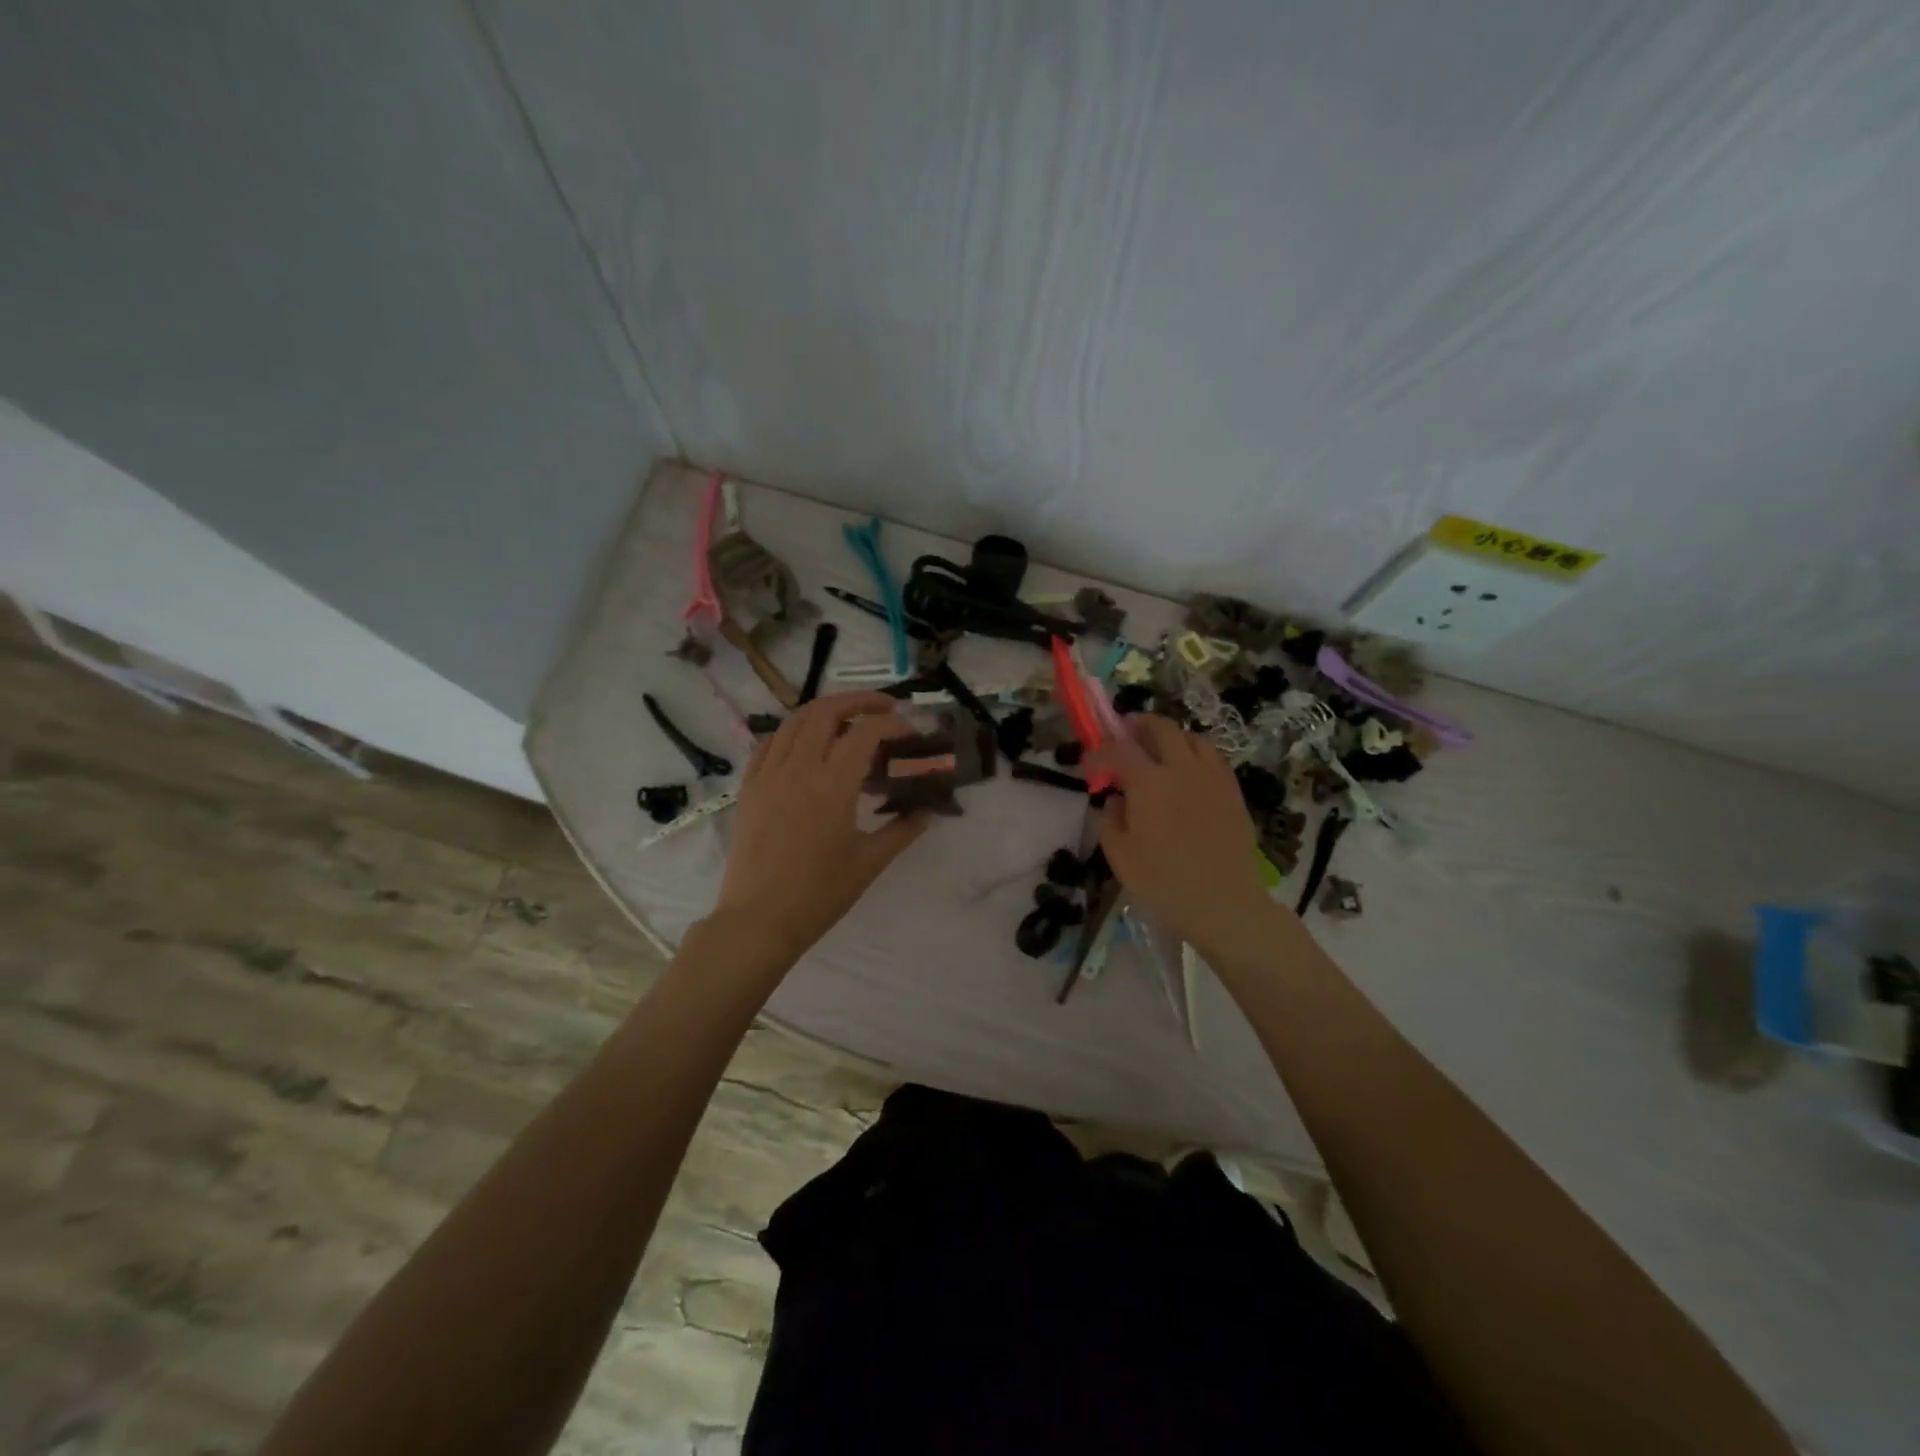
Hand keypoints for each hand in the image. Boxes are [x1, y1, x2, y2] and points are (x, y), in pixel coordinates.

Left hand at [711, 692, 928, 958]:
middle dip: (860, 700)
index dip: (892, 723)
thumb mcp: (869, 862)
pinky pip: (769, 743)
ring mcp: (768, 775)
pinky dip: (792, 732)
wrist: (758, 921)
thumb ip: (902, 830)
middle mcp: (798, 768)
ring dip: (825, 710)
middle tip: (884, 708)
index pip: (865, 732)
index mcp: (832, 785)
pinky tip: (806, 743)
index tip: (910, 730)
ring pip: (795, 720)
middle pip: (827, 711)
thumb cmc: (819, 895)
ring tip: (848, 719)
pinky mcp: (749, 787)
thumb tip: (930, 811)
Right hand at [1087, 715, 1272, 947]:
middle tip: (1124, 735)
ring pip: (1192, 737)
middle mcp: (1182, 768)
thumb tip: (1117, 798)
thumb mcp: (1119, 854)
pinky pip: (1213, 758)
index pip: (1118, 749)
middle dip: (1138, 725)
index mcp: (1149, 781)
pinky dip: (1194, 754)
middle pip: (1161, 728)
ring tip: (1158, 751)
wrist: (1223, 902)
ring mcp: (1212, 777)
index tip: (1089, 768)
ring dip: (1170, 737)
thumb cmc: (1163, 882)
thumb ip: (1110, 818)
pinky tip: (1187, 773)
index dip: (1099, 753)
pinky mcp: (1233, 791)